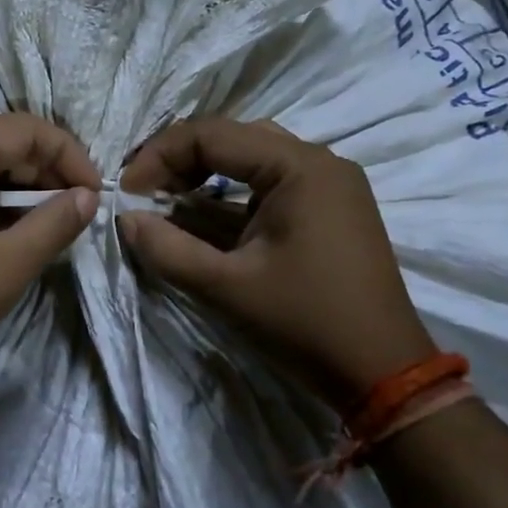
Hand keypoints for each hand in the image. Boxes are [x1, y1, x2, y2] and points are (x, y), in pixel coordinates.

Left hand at [0, 114, 100, 389]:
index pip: (25, 129)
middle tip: (74, 213)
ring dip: (15, 190)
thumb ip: (56, 222)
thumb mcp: (9, 263)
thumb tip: (87, 197)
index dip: (69, 156)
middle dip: (43, 173)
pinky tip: (1, 236)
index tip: (95, 194)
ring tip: (44, 228)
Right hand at [118, 118, 435, 407]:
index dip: (159, 157)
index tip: (126, 192)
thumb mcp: (227, 287)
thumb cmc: (305, 322)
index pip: (212, 135)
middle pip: (232, 138)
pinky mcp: (330, 207)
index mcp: (299, 167)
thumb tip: (124, 218)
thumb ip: (168, 248)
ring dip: (204, 174)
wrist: (384, 372)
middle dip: (179, 160)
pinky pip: (270, 182)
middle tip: (143, 192)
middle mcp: (318, 161)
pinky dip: (232, 193)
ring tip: (167, 200)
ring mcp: (329, 184)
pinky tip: (204, 216)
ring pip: (251, 157)